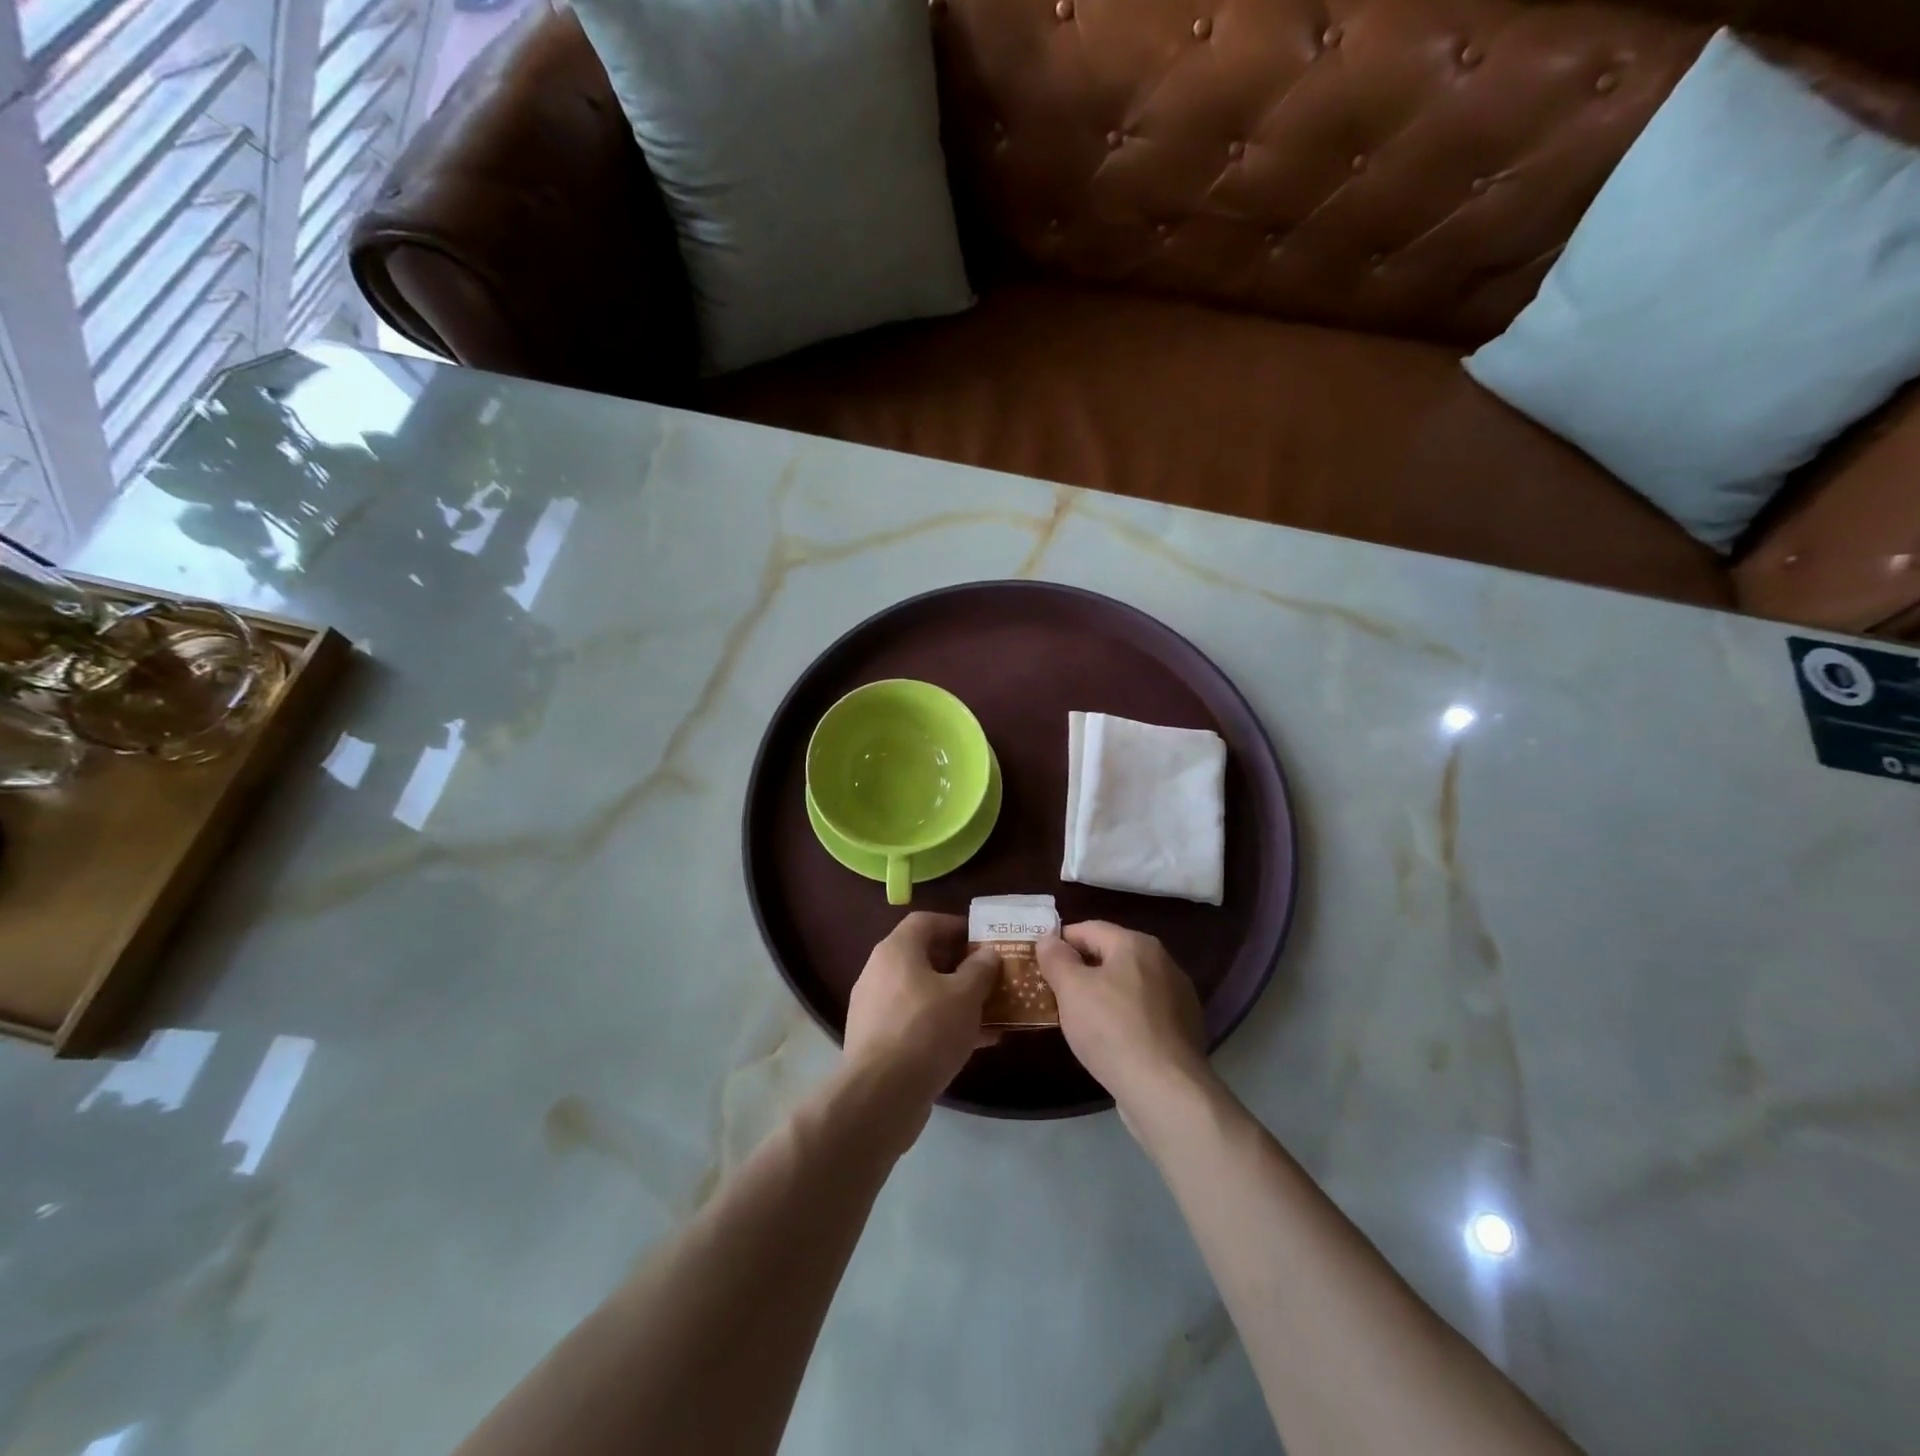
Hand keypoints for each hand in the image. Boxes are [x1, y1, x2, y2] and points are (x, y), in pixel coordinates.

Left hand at [843, 912, 999, 1116]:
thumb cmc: (926, 1030)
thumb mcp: (965, 995)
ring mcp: (874, 1007)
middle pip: (923, 957)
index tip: (982, 940)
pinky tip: (972, 1042)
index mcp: (896, 950)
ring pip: (921, 992)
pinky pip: (914, 1021)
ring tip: (989, 1012)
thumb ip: (980, 969)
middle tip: (990, 976)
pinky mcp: (876, 1040)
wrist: (881, 1094)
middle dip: (959, 966)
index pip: (926, 921)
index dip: (955, 926)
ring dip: (954, 998)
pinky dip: (941, 1024)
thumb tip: (987, 954)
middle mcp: (879, 971)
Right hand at [1035, 922, 1210, 1115]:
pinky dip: (1123, 1018)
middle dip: (1081, 970)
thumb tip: (1049, 939)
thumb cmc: (1112, 1030)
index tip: (1039, 962)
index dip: (1060, 942)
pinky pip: (1144, 1012)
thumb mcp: (1071, 990)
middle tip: (1053, 991)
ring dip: (1103, 995)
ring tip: (1078, 1018)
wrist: (1166, 1091)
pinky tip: (1109, 1040)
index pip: (1089, 929)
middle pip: (1111, 955)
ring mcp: (1179, 997)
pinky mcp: (1184, 1029)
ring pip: (1128, 986)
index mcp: (1136, 944)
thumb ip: (1056, 959)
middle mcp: (1163, 962)